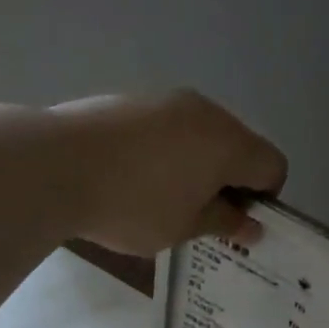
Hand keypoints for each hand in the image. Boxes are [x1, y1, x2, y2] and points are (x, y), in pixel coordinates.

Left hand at [49, 90, 286, 255]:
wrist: (55, 165)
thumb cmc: (134, 205)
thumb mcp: (185, 227)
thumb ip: (225, 223)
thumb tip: (252, 225)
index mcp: (229, 143)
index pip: (273, 166)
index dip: (264, 199)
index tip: (234, 224)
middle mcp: (205, 112)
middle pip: (239, 147)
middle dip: (231, 182)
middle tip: (202, 217)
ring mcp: (166, 101)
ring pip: (201, 135)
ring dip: (198, 166)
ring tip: (164, 199)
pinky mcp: (132, 100)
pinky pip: (168, 129)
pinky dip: (167, 153)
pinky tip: (135, 178)